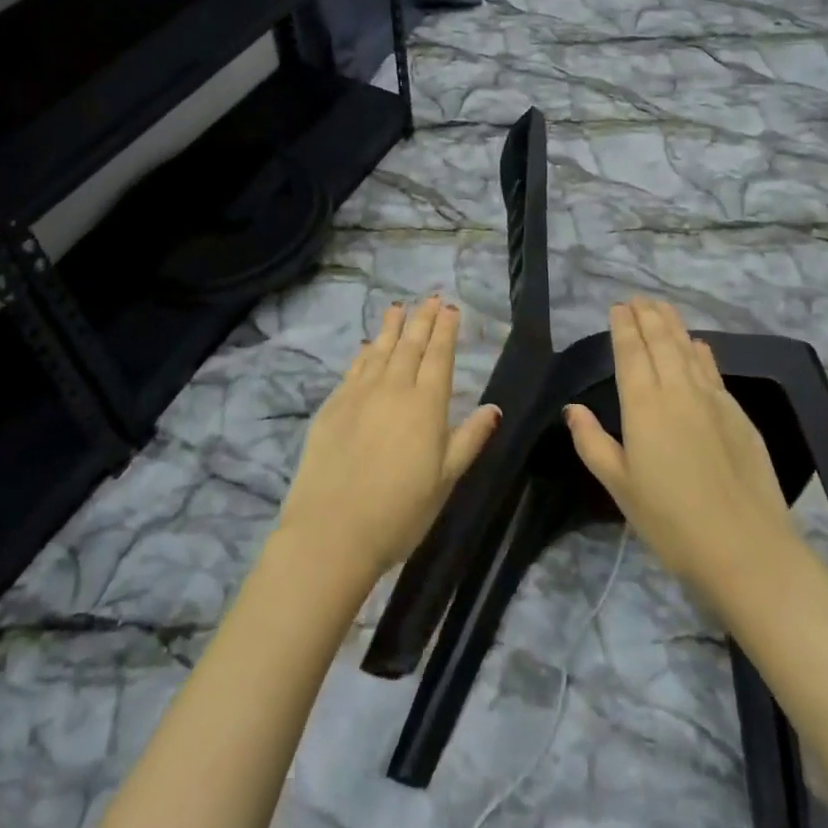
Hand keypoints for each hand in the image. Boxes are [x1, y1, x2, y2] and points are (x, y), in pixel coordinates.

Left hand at [277, 297, 502, 580]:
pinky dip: (364, 352)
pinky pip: (354, 368)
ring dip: (391, 326)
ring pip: (380, 349)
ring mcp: (360, 393)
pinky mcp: (333, 404)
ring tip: (398, 307)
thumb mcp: (446, 479)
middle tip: (429, 297)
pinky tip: (367, 345)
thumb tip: (494, 408)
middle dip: (422, 319)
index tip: (450, 308)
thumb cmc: (400, 511)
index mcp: (426, 404)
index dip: (445, 330)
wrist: (332, 529)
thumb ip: (469, 439)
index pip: (439, 356)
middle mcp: (394, 388)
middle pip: (410, 345)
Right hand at [565, 298, 798, 601]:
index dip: (623, 326)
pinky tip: (699, 345)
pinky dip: (702, 352)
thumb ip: (592, 442)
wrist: (747, 550)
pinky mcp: (738, 415)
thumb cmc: (671, 522)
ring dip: (673, 325)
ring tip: (662, 307)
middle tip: (638, 298)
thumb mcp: (620, 487)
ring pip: (689, 349)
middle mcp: (677, 391)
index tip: (618, 306)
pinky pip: (713, 370)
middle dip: (647, 315)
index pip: (630, 352)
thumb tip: (572, 408)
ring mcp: (712, 400)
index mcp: (643, 405)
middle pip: (661, 341)